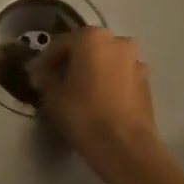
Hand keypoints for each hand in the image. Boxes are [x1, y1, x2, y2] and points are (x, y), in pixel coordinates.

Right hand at [29, 28, 160, 172]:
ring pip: (106, 61)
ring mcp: (136, 61)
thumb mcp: (53, 96)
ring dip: (93, 71)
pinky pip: (120, 76)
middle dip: (72, 62)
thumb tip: (47, 75)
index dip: (46, 60)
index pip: (61, 44)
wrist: (125, 146)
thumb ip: (47, 79)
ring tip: (80, 91)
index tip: (37, 75)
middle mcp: (118, 42)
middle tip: (58, 80)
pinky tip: (99, 99)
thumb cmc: (84, 114)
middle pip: (87, 48)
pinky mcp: (146, 82)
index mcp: (92, 38)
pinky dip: (109, 82)